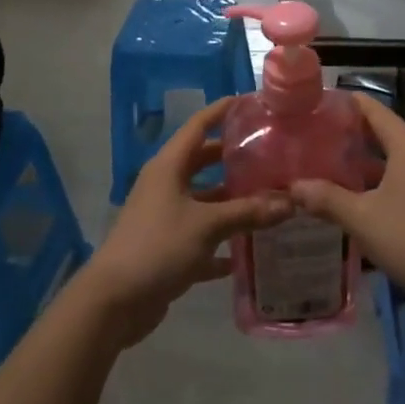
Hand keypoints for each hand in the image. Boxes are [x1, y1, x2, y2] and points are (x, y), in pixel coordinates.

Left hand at [79, 97, 291, 345]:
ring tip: (270, 199)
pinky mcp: (167, 248)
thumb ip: (248, 212)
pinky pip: (201, 237)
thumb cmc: (158, 246)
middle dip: (233, 158)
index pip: (198, 126)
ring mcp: (165, 217)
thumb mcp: (207, 225)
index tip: (250, 102)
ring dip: (232, 202)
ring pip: (204, 201)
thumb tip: (290, 202)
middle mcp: (166, 185)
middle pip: (203, 162)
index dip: (221, 111)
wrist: (114, 301)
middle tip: (270, 154)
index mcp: (169, 166)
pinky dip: (222, 242)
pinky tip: (249, 252)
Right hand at [290, 94, 404, 317]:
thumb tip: (292, 186)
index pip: (370, 108)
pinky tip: (351, 201)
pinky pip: (397, 182)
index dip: (341, 103)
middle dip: (344, 136)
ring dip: (358, 164)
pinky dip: (373, 184)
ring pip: (387, 161)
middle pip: (378, 133)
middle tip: (307, 140)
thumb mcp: (364, 219)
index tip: (309, 105)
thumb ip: (327, 199)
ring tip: (321, 169)